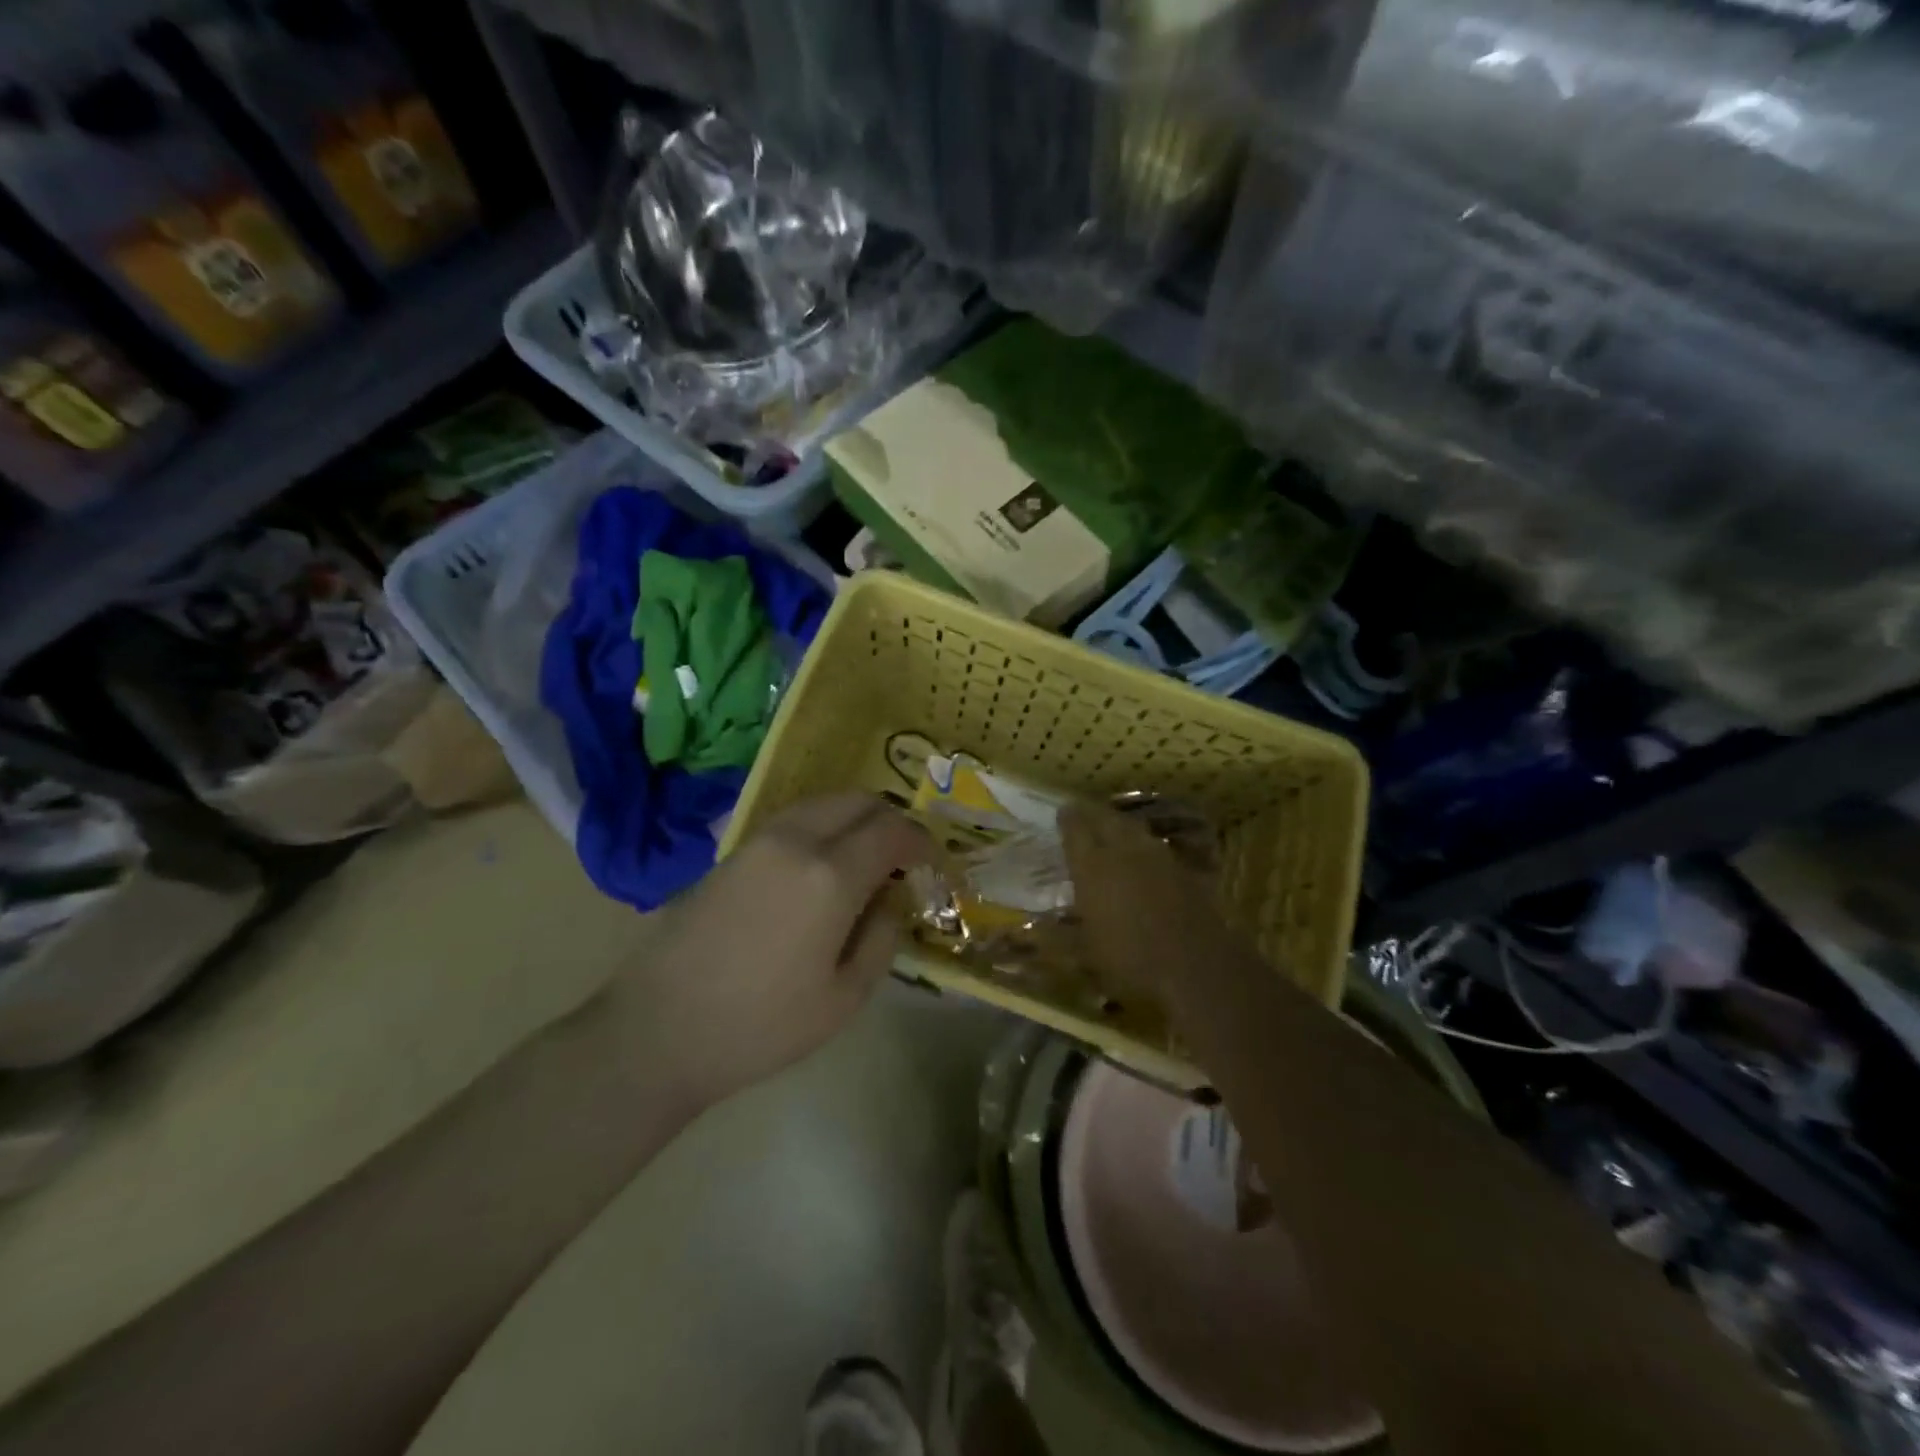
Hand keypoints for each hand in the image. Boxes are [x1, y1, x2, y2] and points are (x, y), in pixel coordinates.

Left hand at [634, 793, 934, 1107]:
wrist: (658, 1030)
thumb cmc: (761, 1025)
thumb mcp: (844, 998)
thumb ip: (881, 938)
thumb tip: (889, 900)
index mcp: (830, 875)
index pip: (893, 832)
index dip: (923, 843)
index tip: (935, 865)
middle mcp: (796, 841)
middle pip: (858, 801)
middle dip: (891, 821)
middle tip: (903, 859)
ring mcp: (758, 841)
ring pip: (823, 804)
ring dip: (855, 821)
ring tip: (865, 862)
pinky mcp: (731, 853)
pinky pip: (793, 820)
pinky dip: (823, 829)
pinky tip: (821, 869)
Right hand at [1061, 804, 1238, 1011]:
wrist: (1196, 967)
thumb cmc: (1130, 962)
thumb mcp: (1085, 955)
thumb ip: (1060, 937)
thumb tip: (1036, 930)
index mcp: (1092, 867)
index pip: (1075, 829)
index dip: (1067, 819)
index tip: (1061, 812)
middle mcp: (1123, 852)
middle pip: (1105, 819)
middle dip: (1092, 813)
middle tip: (1082, 812)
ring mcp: (1158, 857)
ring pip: (1133, 828)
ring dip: (1119, 824)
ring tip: (1111, 827)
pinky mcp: (1183, 870)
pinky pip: (1157, 847)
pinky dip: (1144, 845)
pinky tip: (1143, 855)